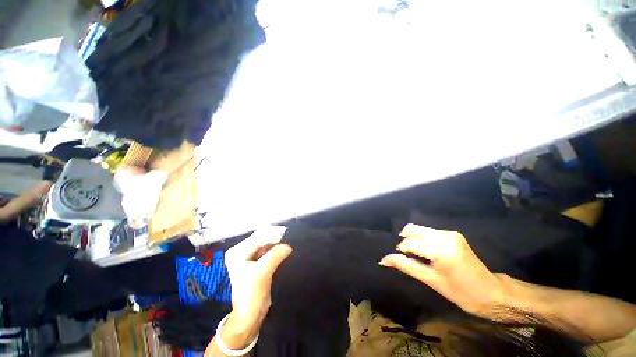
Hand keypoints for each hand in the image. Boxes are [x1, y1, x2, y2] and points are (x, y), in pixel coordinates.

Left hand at [222, 226, 292, 347]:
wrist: (250, 314)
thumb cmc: (251, 294)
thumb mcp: (262, 273)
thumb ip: (275, 256)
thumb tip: (288, 246)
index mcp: (237, 252)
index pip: (257, 238)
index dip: (272, 235)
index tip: (287, 234)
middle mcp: (241, 251)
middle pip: (261, 238)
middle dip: (275, 237)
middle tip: (289, 235)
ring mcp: (248, 255)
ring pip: (265, 243)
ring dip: (276, 242)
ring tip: (288, 239)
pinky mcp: (256, 261)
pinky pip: (268, 249)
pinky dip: (276, 248)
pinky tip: (284, 247)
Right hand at [379, 223, 507, 318]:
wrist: (493, 293)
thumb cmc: (462, 294)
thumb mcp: (432, 281)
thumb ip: (407, 266)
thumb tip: (384, 260)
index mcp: (441, 251)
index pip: (410, 242)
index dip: (399, 249)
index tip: (394, 258)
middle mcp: (445, 236)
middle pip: (413, 229)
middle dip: (403, 241)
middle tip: (402, 255)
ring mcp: (450, 233)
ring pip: (420, 229)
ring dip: (412, 239)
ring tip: (411, 254)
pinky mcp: (453, 234)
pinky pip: (429, 232)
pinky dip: (421, 239)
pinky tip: (423, 251)